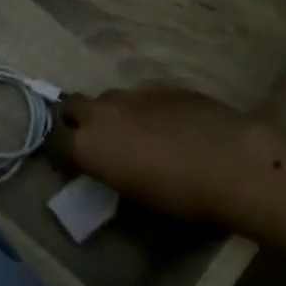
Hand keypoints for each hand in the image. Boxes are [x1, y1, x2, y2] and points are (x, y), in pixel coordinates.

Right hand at [51, 87, 279, 224]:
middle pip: (71, 105)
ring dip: (111, 114)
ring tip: (134, 134)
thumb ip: (113, 179)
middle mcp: (103, 113)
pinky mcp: (164, 86)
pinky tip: (167, 125)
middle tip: (92, 141)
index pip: (53, 142)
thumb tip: (111, 172)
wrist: (233, 162)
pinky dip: (143, 109)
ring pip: (109, 98)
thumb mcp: (136, 199)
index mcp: (88, 146)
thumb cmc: (180, 195)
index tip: (69, 163)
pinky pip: (142, 96)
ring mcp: (134, 94)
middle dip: (74, 119)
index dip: (58, 152)